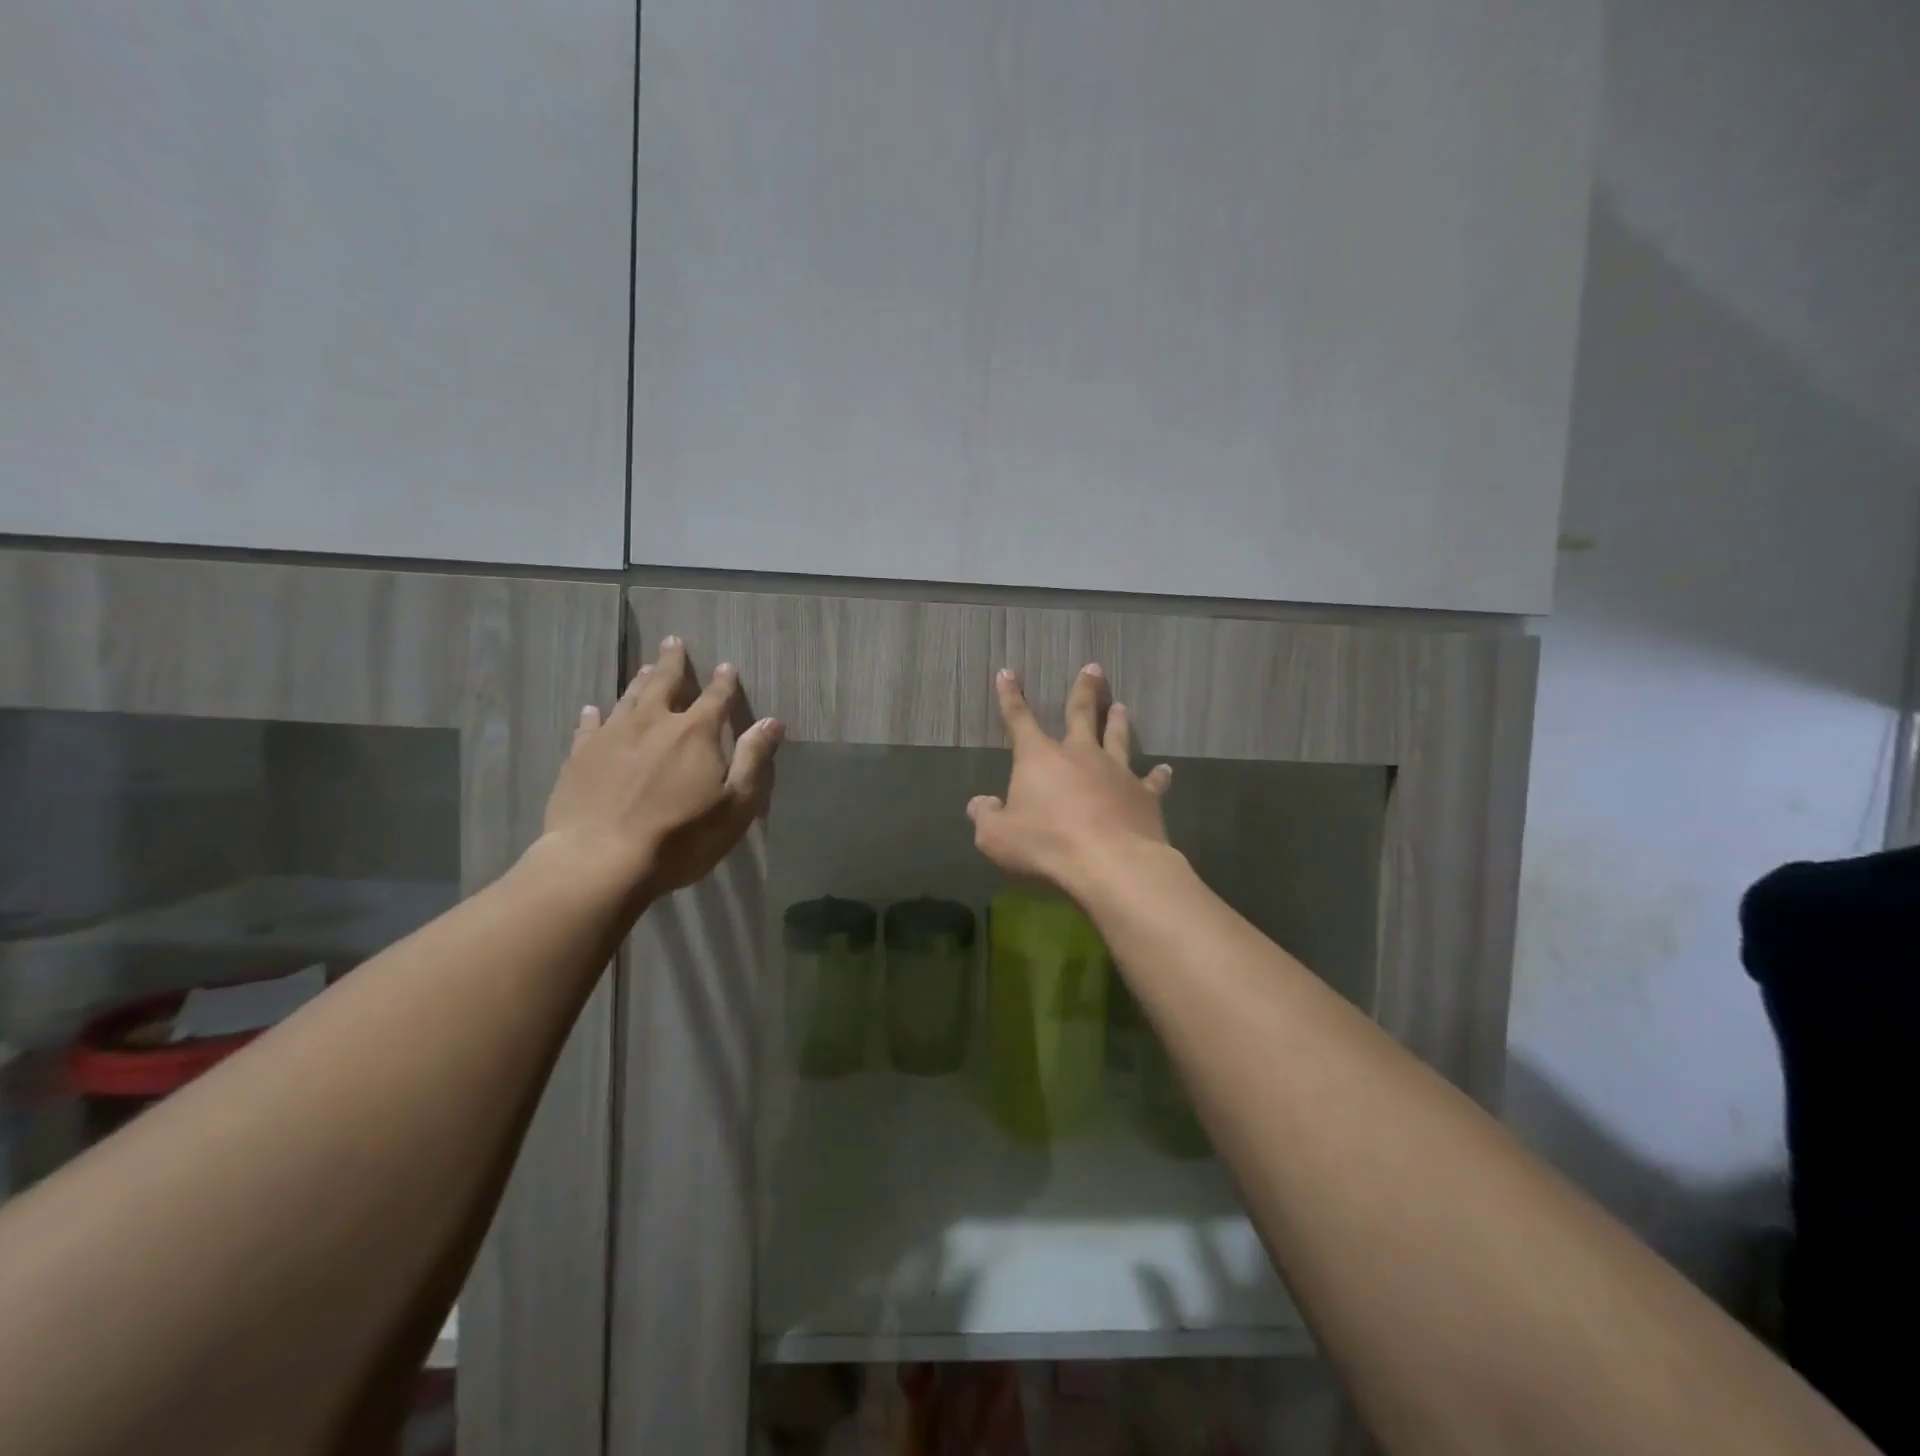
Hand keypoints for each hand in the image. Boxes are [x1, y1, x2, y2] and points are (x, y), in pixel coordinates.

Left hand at [541, 636, 782, 901]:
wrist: (601, 860)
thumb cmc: (681, 837)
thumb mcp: (735, 805)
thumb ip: (753, 759)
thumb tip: (772, 721)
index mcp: (696, 733)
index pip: (715, 697)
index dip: (724, 681)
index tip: (727, 665)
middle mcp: (653, 723)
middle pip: (665, 683)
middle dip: (673, 662)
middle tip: (673, 641)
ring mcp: (612, 736)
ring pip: (628, 698)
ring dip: (640, 680)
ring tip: (646, 667)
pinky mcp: (580, 756)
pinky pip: (589, 726)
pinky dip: (594, 715)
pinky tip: (593, 709)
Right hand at [967, 664, 1173, 894]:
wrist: (1110, 863)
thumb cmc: (1047, 845)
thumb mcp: (996, 837)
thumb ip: (985, 817)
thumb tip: (979, 804)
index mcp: (1040, 758)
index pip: (1019, 719)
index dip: (1010, 696)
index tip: (1008, 672)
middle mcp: (1080, 755)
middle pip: (1081, 714)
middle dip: (1084, 690)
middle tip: (1093, 668)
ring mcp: (1117, 772)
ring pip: (1118, 738)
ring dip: (1118, 722)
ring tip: (1122, 706)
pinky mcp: (1145, 795)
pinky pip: (1152, 781)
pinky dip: (1158, 775)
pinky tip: (1165, 770)